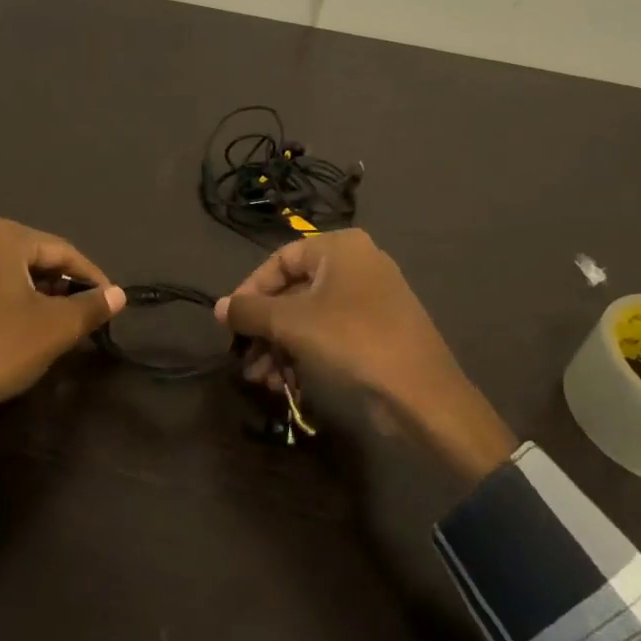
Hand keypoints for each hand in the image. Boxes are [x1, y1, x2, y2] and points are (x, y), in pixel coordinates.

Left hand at [0, 218, 125, 469]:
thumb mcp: (56, 328)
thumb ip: (92, 306)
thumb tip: (119, 294)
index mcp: (1, 236)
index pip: (62, 251)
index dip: (91, 277)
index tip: (110, 301)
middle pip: (32, 259)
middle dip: (60, 285)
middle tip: (82, 314)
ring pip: (5, 275)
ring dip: (33, 296)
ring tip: (52, 324)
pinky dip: (3, 305)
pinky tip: (12, 332)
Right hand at [216, 229, 517, 485]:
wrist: (421, 393)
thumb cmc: (351, 340)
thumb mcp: (291, 323)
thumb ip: (250, 311)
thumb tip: (219, 308)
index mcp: (340, 247)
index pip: (279, 260)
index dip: (250, 290)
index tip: (231, 322)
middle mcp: (356, 264)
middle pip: (293, 292)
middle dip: (264, 329)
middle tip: (243, 358)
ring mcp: (370, 299)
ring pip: (309, 317)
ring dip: (279, 347)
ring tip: (260, 379)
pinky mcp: (376, 331)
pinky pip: (329, 334)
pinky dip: (304, 353)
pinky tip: (284, 383)